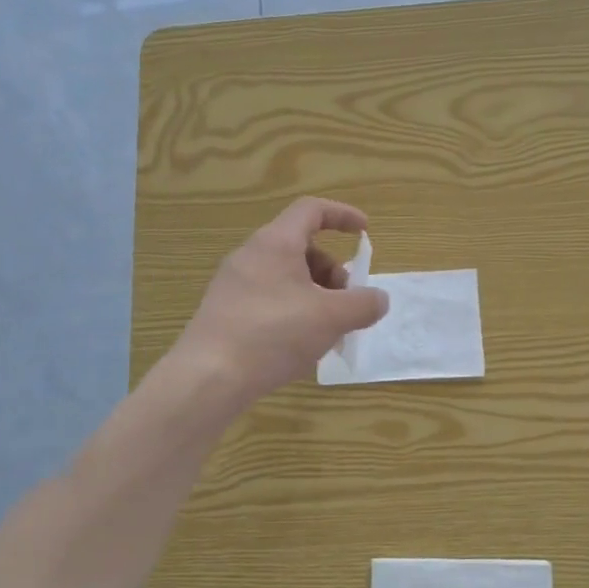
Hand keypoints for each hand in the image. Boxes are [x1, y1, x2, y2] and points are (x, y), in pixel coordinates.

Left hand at [177, 197, 389, 406]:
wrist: (209, 376)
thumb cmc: (274, 334)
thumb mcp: (331, 318)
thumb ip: (363, 304)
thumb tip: (379, 299)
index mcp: (275, 243)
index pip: (311, 210)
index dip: (342, 215)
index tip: (364, 233)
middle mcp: (250, 255)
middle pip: (301, 248)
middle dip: (332, 271)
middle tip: (346, 302)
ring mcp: (233, 284)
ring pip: (285, 277)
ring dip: (315, 295)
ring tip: (327, 331)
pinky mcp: (225, 311)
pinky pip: (268, 299)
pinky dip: (293, 311)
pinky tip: (299, 346)